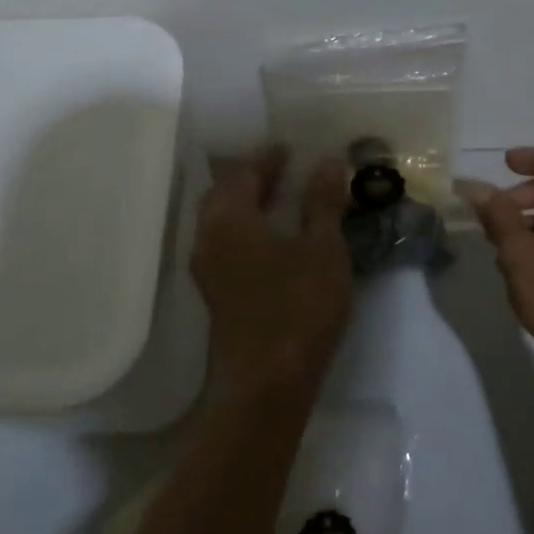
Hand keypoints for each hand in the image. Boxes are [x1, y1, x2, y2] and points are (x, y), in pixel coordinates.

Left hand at [191, 148, 352, 397]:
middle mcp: (208, 238)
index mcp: (229, 219)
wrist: (266, 384)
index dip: (267, 159)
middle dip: (250, 179)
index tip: (287, 148)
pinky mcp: (216, 295)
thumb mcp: (322, 249)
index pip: (244, 174)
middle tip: (281, 170)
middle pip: (223, 195)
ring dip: (246, 205)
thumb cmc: (298, 307)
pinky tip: (271, 240)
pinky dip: (245, 230)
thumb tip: (326, 162)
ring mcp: (207, 270)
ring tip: (278, 200)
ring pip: (221, 222)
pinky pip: (225, 245)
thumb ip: (321, 204)